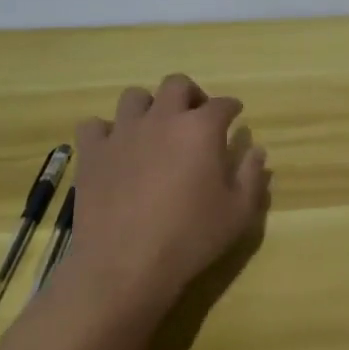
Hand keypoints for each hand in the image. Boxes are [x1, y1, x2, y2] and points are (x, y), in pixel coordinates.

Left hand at [59, 74, 269, 310]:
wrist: (125, 265)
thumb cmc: (190, 238)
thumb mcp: (238, 212)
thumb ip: (251, 175)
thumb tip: (256, 150)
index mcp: (201, 129)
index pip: (222, 104)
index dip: (231, 108)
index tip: (234, 116)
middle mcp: (162, 119)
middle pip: (177, 84)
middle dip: (191, 95)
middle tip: (195, 118)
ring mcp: (122, 133)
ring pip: (134, 97)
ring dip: (149, 107)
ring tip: (154, 130)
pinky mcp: (92, 153)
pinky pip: (94, 125)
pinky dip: (106, 132)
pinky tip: (116, 149)